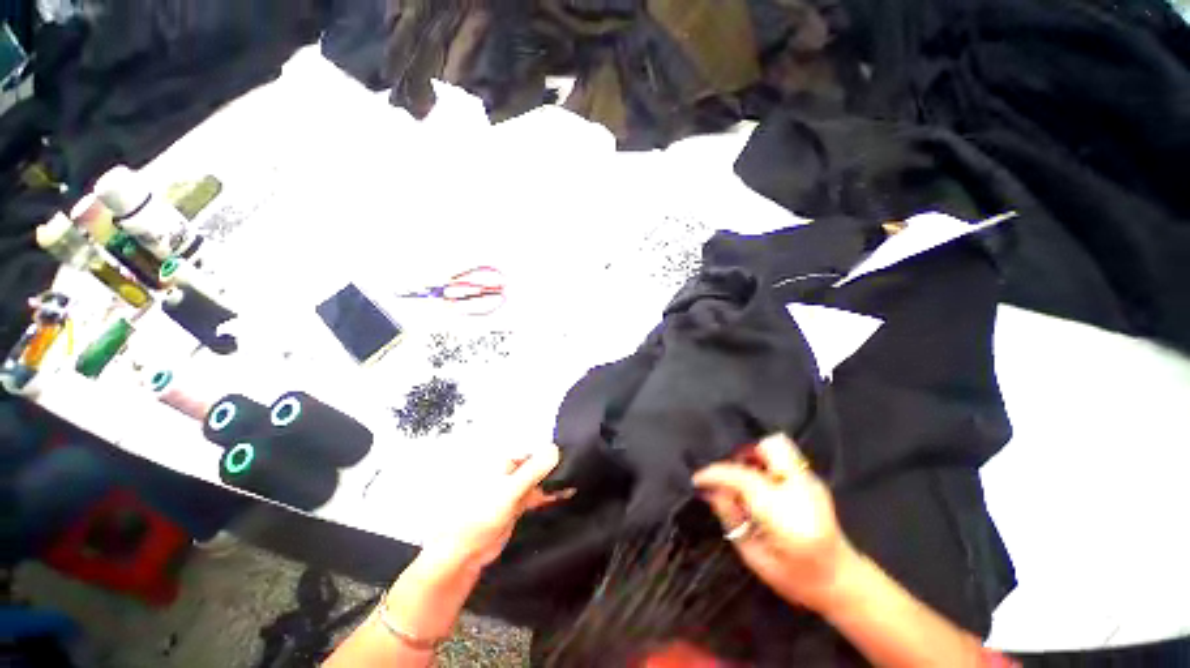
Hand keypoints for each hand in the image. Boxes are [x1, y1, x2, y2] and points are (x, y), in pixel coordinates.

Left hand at [422, 444, 565, 572]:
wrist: (465, 552)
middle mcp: (510, 472)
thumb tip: (555, 448)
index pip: (535, 452)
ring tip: (576, 482)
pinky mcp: (517, 506)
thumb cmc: (481, 516)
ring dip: (554, 483)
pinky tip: (564, 495)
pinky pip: (537, 496)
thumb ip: (533, 471)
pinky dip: (549, 495)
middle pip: (538, 466)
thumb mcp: (510, 491)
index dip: (553, 454)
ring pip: (539, 481)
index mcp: (505, 462)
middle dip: (556, 468)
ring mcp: (514, 489)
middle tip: (578, 471)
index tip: (573, 457)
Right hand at [693, 433, 855, 611]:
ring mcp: (811, 481)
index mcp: (786, 515)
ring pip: (777, 446)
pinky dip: (766, 465)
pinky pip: (782, 458)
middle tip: (732, 477)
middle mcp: (802, 489)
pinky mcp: (813, 480)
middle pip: (769, 447)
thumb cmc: (795, 578)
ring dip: (755, 458)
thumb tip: (709, 489)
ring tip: (747, 482)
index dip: (715, 474)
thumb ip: (730, 516)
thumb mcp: (753, 555)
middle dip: (744, 456)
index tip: (698, 479)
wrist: (842, 582)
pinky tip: (764, 489)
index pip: (743, 478)